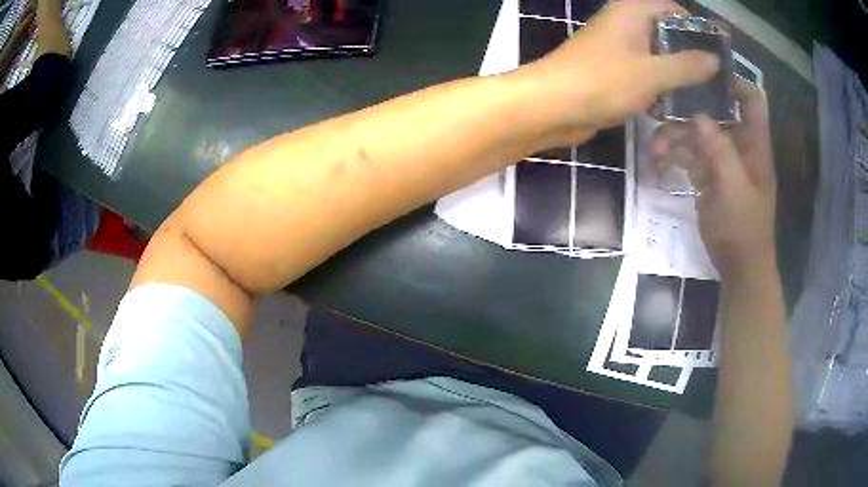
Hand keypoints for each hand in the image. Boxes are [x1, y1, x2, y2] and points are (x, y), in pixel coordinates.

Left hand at [513, 0, 719, 146]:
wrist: (551, 106)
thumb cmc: (602, 81)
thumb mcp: (653, 73)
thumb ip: (687, 66)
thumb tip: (715, 59)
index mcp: (631, 12)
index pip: (669, 7)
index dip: (693, 25)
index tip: (714, 50)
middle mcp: (623, 24)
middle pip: (664, 32)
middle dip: (688, 55)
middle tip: (713, 81)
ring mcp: (616, 49)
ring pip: (654, 56)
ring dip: (674, 75)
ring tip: (700, 98)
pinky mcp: (610, 72)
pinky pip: (641, 74)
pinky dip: (657, 88)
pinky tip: (672, 109)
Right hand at [652, 78, 776, 277]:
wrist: (739, 267)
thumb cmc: (744, 230)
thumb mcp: (734, 190)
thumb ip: (719, 150)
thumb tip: (698, 115)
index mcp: (754, 145)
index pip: (752, 100)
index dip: (734, 81)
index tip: (705, 72)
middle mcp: (739, 146)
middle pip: (717, 112)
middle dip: (692, 107)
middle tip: (664, 104)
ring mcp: (722, 161)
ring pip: (699, 133)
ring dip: (677, 135)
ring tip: (657, 146)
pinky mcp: (708, 177)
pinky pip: (690, 155)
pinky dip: (674, 154)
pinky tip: (659, 160)